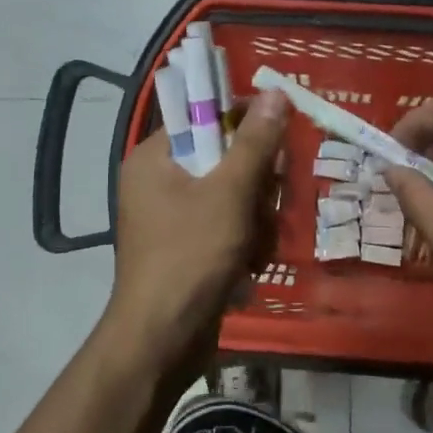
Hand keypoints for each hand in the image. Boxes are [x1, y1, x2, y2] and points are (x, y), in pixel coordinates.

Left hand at [103, 89, 289, 380]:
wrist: (163, 339)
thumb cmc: (191, 255)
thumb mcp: (230, 193)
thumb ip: (255, 142)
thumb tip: (274, 93)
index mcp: (155, 157)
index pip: (205, 115)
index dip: (245, 122)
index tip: (277, 141)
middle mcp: (160, 180)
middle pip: (225, 156)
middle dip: (255, 184)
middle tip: (267, 203)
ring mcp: (173, 215)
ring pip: (234, 193)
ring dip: (256, 217)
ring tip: (257, 245)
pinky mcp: (188, 245)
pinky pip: (227, 223)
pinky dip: (245, 239)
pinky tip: (251, 263)